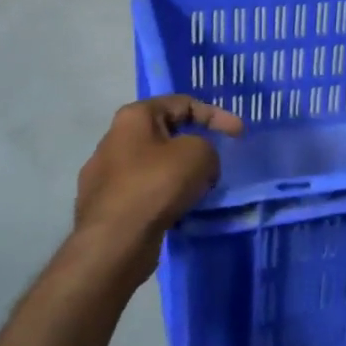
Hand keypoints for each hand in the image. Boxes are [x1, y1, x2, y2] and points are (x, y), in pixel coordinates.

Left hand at [69, 95, 243, 279]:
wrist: (114, 242)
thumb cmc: (155, 185)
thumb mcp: (198, 155)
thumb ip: (207, 148)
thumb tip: (200, 165)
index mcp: (134, 116)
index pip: (183, 103)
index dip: (216, 115)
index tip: (239, 134)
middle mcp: (115, 139)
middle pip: (167, 134)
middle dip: (196, 146)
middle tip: (216, 163)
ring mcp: (106, 173)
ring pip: (156, 165)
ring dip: (181, 174)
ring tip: (201, 190)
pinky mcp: (107, 204)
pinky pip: (146, 191)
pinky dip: (166, 196)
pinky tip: (179, 210)